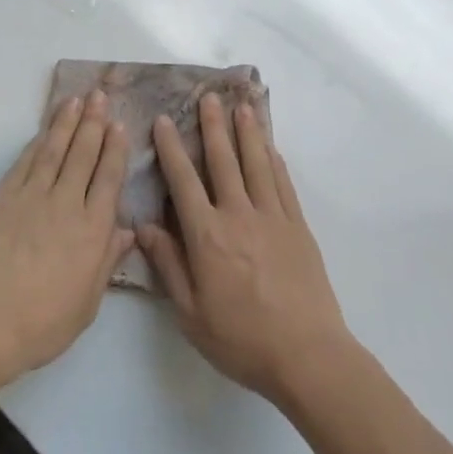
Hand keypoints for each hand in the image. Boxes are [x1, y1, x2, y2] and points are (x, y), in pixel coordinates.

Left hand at [0, 91, 133, 388]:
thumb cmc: (40, 324)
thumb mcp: (86, 304)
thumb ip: (106, 262)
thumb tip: (126, 231)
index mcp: (91, 230)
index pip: (108, 178)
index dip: (114, 149)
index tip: (119, 125)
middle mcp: (65, 203)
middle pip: (83, 154)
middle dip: (93, 122)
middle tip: (99, 95)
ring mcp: (31, 196)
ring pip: (53, 149)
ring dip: (66, 122)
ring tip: (75, 100)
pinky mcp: (1, 196)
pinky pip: (24, 161)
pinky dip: (36, 142)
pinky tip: (43, 132)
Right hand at [137, 94, 350, 407]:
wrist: (308, 357)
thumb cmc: (242, 339)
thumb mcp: (191, 313)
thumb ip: (168, 265)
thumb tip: (144, 226)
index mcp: (207, 235)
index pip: (183, 181)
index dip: (172, 148)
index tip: (164, 120)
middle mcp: (238, 215)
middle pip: (223, 161)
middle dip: (212, 126)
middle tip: (208, 96)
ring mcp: (272, 218)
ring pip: (256, 164)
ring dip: (247, 133)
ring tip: (241, 106)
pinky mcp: (298, 228)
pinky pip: (284, 185)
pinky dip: (275, 162)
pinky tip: (270, 148)